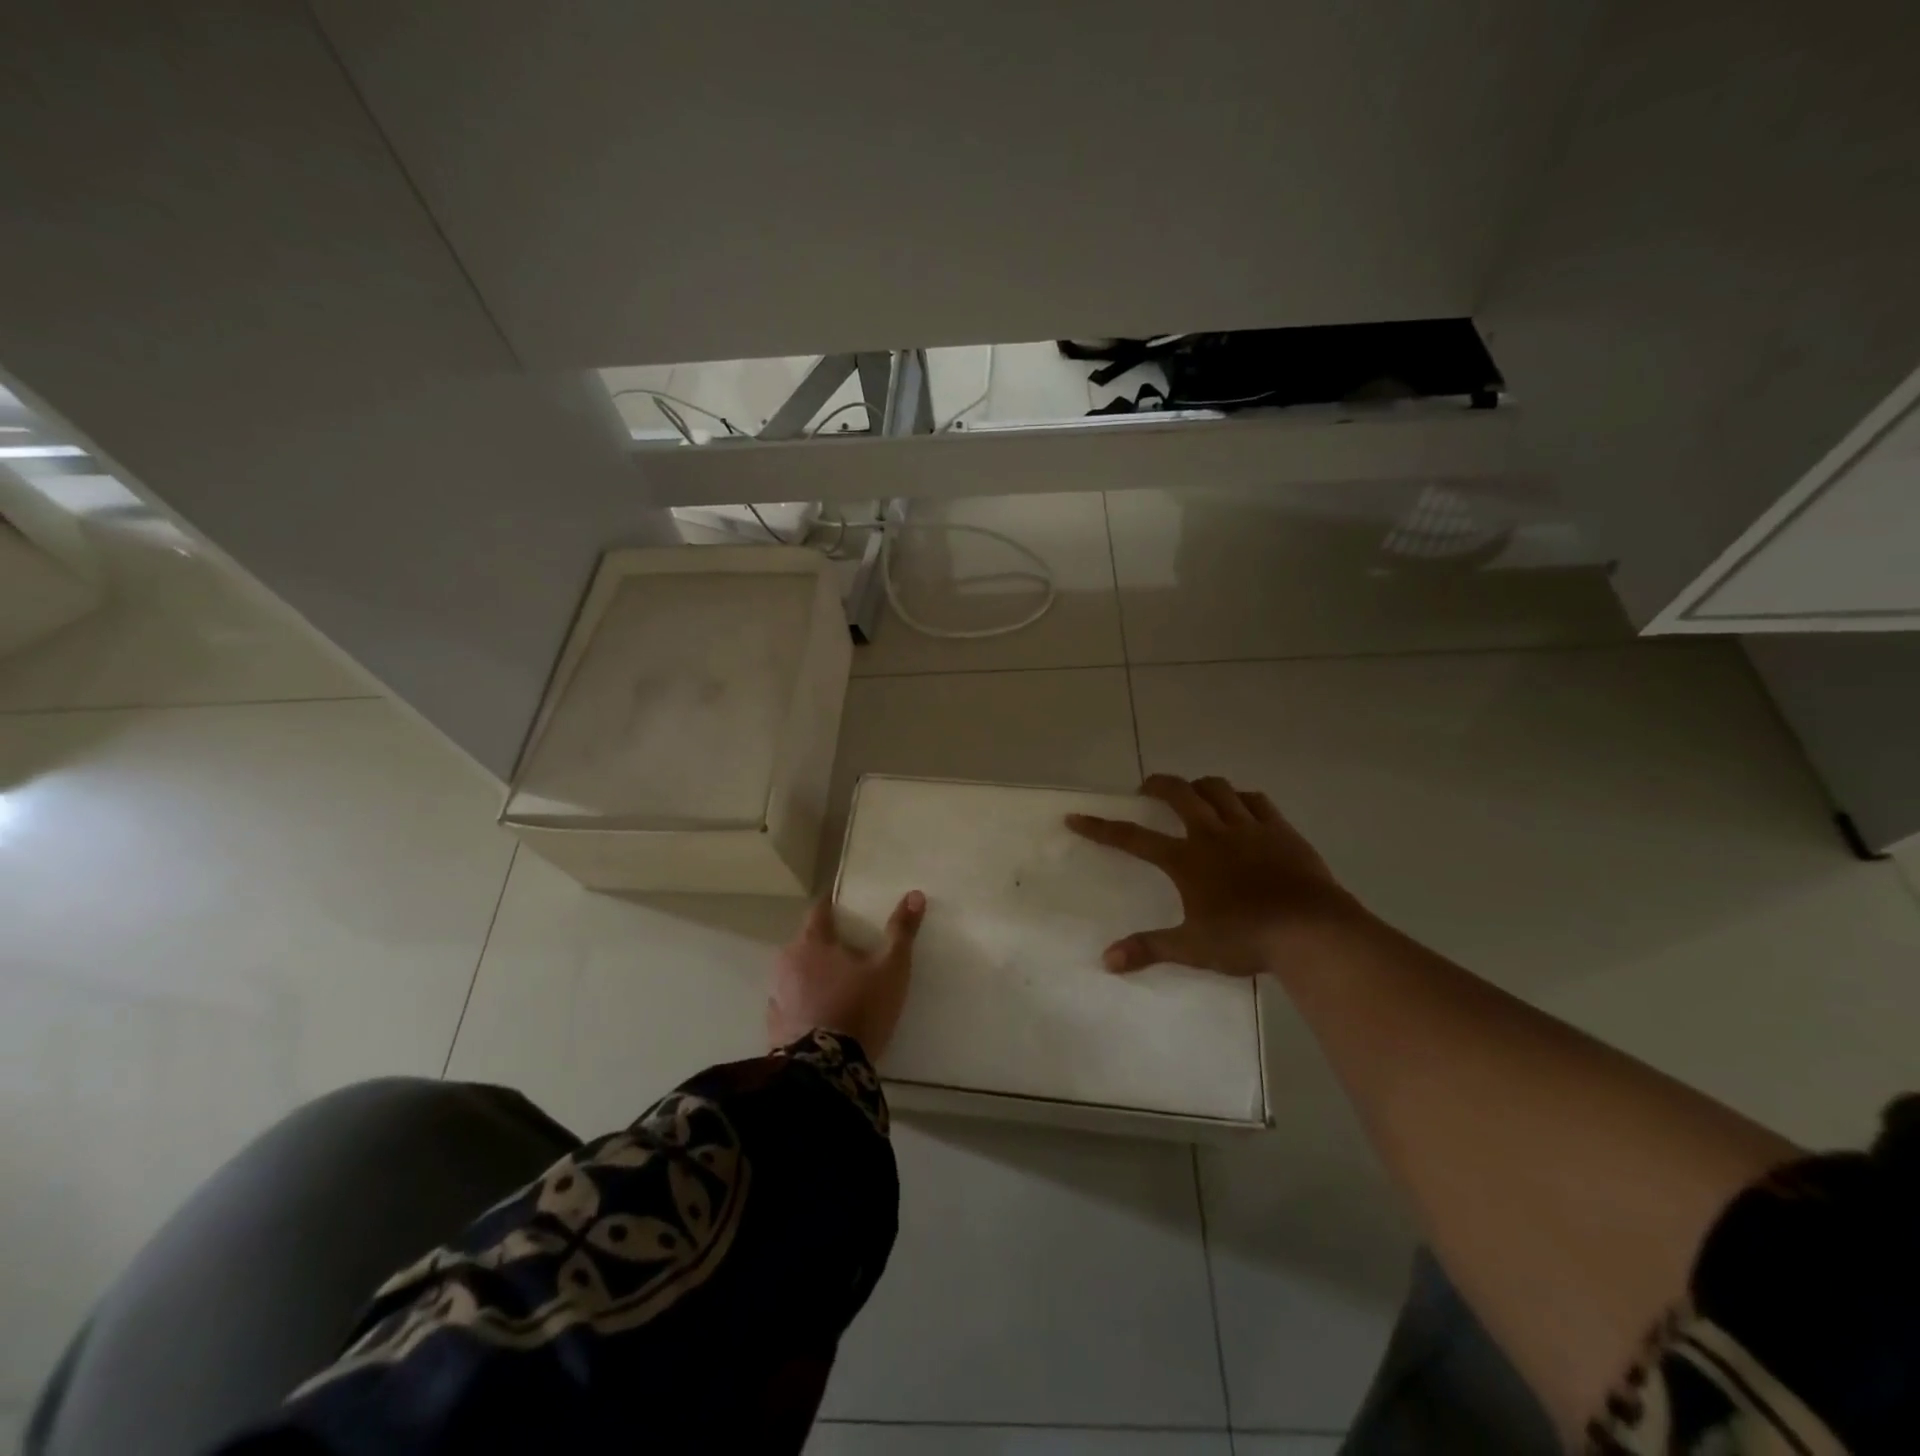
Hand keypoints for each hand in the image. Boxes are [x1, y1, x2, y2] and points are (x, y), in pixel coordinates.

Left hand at [767, 891, 926, 1057]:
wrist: (825, 1071)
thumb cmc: (860, 1008)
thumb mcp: (891, 968)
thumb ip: (901, 931)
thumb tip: (915, 894)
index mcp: (813, 942)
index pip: (819, 909)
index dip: (832, 904)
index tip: (845, 904)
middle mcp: (787, 961)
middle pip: (806, 941)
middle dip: (825, 942)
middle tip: (850, 949)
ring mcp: (776, 994)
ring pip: (796, 972)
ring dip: (812, 972)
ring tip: (837, 983)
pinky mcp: (773, 1024)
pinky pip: (790, 1001)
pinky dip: (803, 1000)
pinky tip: (821, 1013)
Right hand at [1065, 774, 1364, 975]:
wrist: (1311, 931)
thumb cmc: (1246, 938)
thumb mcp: (1192, 947)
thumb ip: (1149, 948)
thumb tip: (1107, 960)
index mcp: (1186, 859)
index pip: (1133, 838)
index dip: (1101, 827)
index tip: (1076, 817)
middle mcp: (1212, 834)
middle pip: (1179, 794)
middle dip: (1157, 785)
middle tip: (1146, 789)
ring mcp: (1249, 828)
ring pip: (1218, 789)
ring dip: (1199, 786)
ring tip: (1193, 793)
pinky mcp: (1281, 830)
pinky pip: (1256, 801)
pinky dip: (1241, 798)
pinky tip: (1240, 805)